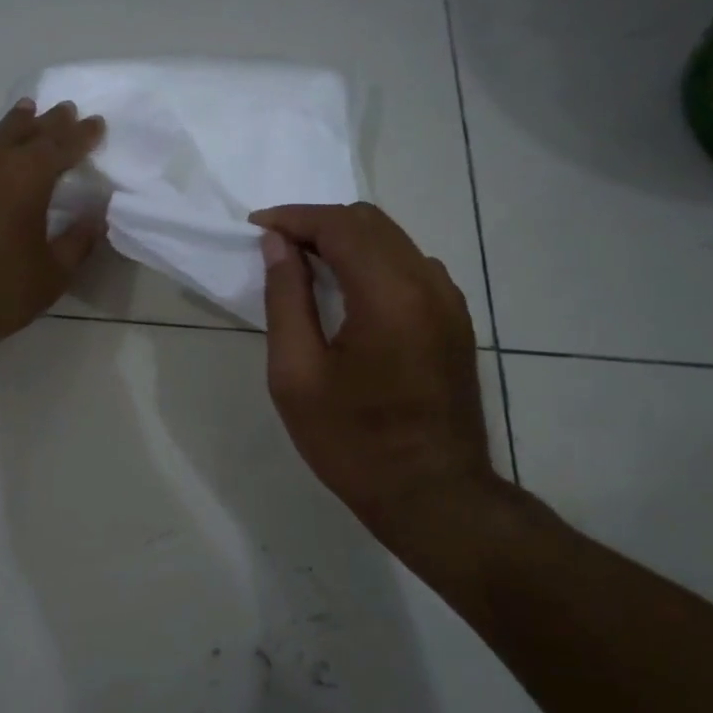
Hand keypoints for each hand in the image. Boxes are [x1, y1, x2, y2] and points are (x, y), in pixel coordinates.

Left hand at [0, 98, 105, 352]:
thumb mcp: (49, 277)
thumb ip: (77, 243)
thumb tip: (95, 216)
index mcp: (27, 178)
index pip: (62, 146)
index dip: (82, 134)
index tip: (96, 123)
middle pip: (25, 131)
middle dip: (49, 121)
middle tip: (64, 109)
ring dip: (11, 126)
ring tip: (23, 114)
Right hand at [253, 202, 503, 556]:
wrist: (432, 495)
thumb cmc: (352, 442)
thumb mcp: (296, 375)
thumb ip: (287, 300)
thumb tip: (278, 245)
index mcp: (389, 295)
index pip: (340, 225)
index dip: (294, 218)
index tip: (257, 226)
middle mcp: (429, 284)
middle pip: (371, 223)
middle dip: (318, 223)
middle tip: (276, 246)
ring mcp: (450, 302)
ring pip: (395, 241)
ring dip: (347, 241)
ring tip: (306, 265)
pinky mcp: (455, 321)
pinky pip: (412, 268)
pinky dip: (374, 262)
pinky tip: (348, 291)